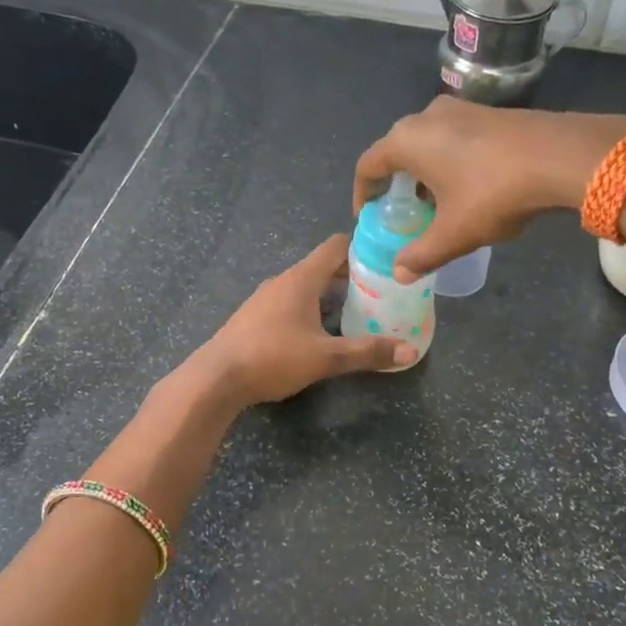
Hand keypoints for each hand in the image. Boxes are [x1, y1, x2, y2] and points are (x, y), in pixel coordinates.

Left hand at [186, 235, 414, 406]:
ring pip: (305, 287)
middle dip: (351, 276)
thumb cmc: (273, 357)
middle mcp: (282, 282)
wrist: (216, 378)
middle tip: (380, 291)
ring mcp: (264, 299)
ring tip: (356, 312)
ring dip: (329, 295)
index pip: (335, 247)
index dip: (361, 248)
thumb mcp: (326, 358)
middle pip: (322, 267)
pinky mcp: (254, 318)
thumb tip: (409, 351)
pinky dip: (310, 309)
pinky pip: (289, 303)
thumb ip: (367, 352)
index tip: (385, 259)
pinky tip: (319, 332)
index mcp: (300, 279)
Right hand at [353, 100, 625, 280]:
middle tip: (402, 212)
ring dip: (423, 172)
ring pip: (426, 142)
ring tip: (434, 203)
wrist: (561, 156)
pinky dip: (447, 160)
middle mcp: (426, 116)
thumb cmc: (494, 193)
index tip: (367, 216)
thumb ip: (421, 254)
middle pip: (396, 150)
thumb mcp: (454, 233)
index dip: (363, 194)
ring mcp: (460, 109)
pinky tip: (467, 186)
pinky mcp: (487, 111)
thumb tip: (399, 273)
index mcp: (407, 141)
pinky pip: (452, 137)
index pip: (368, 165)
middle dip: (395, 183)